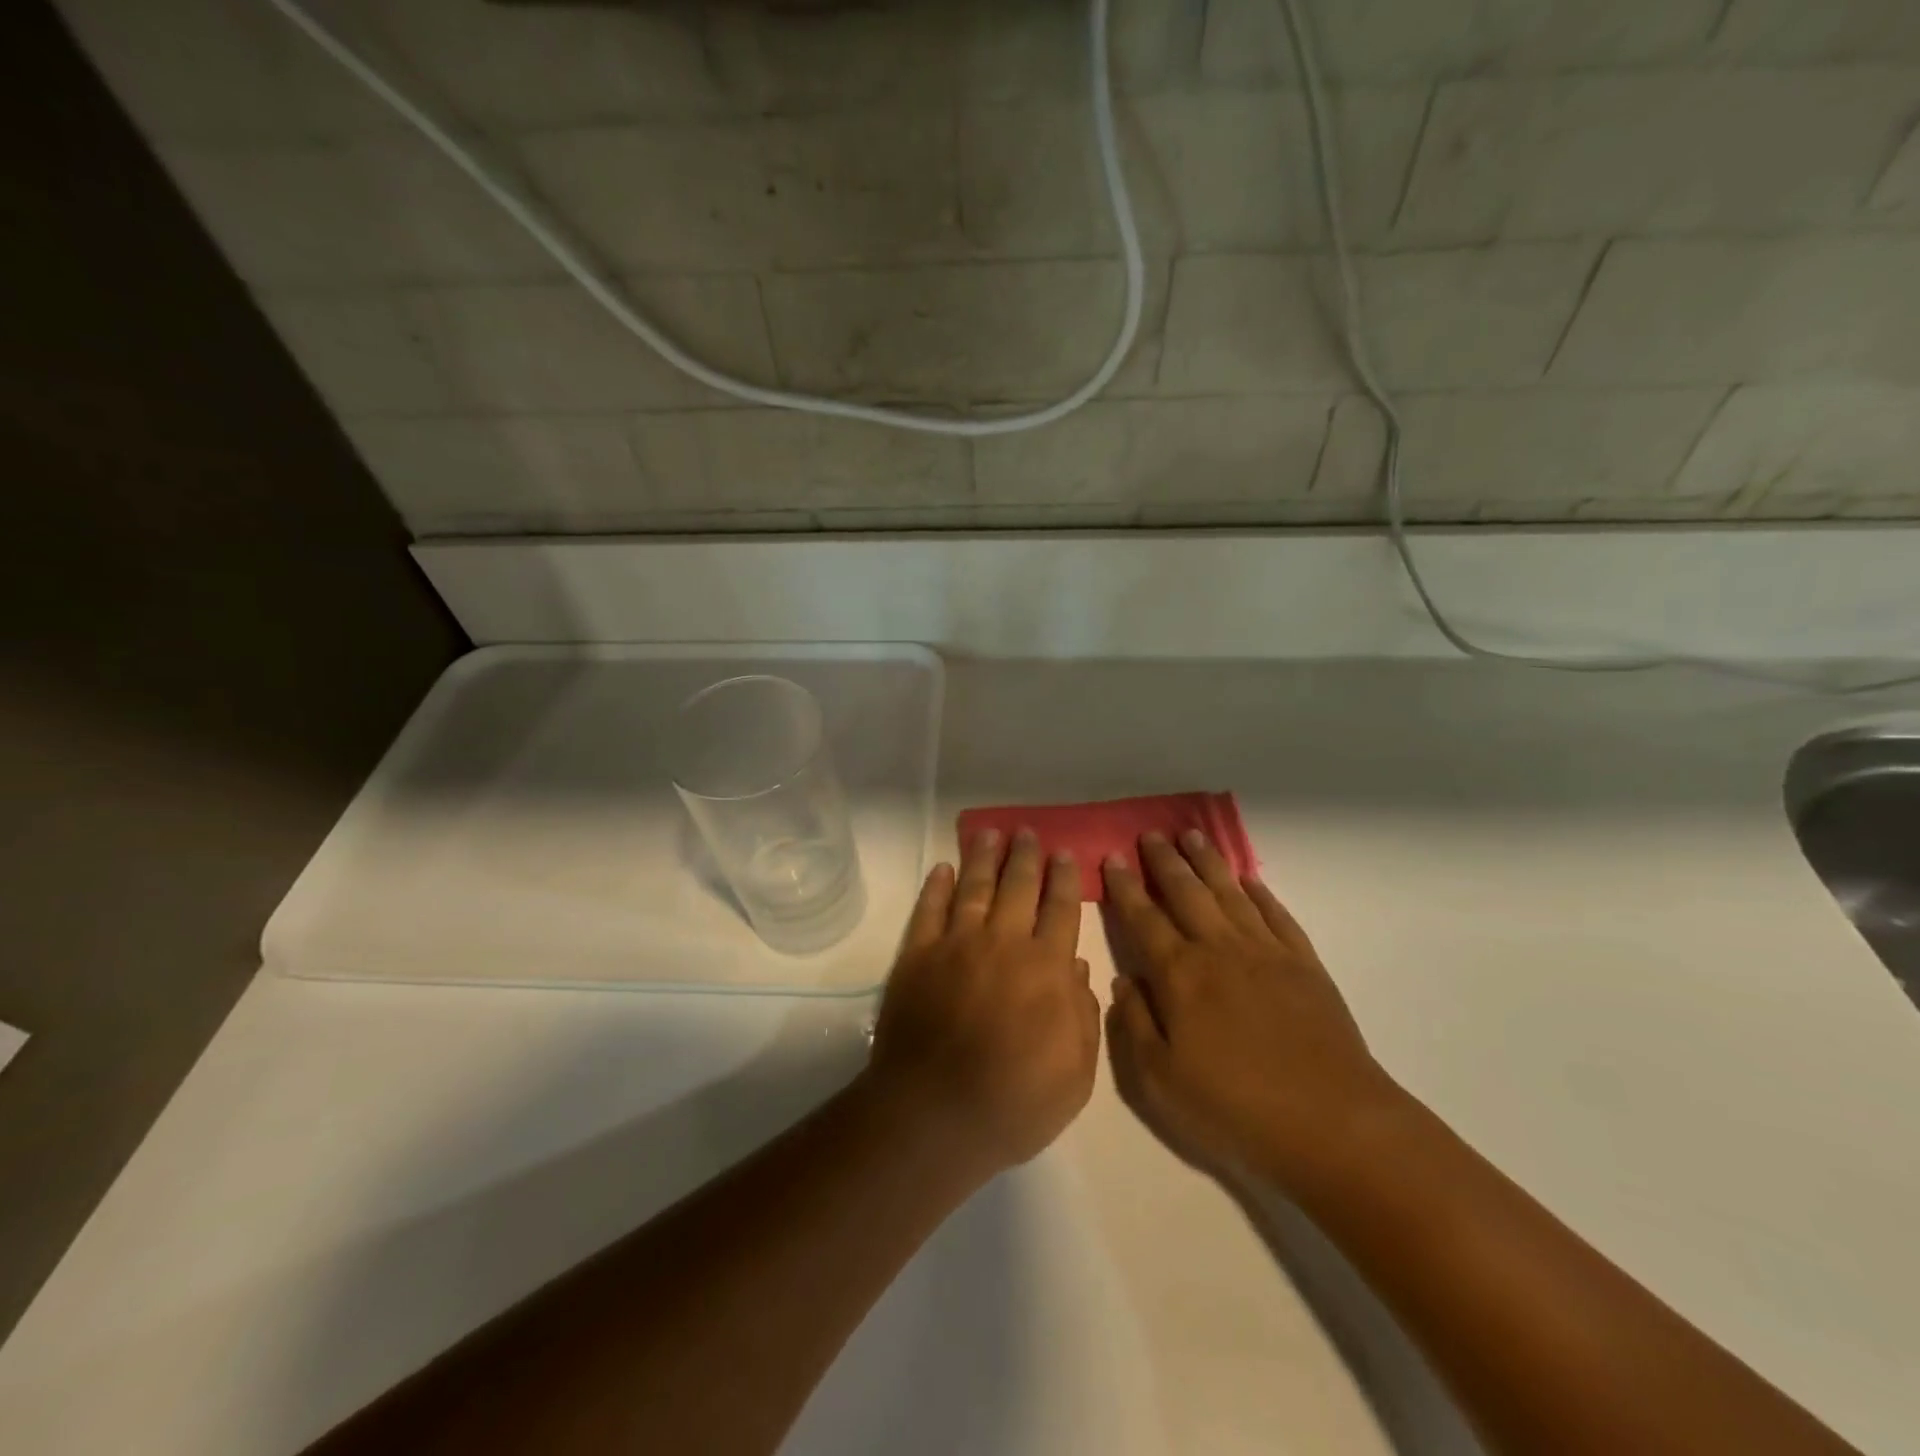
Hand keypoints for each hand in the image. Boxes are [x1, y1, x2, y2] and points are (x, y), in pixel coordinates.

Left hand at [866, 828, 1099, 1180]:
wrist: (934, 1116)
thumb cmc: (1014, 1103)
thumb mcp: (1076, 1076)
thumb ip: (1084, 1017)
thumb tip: (1080, 967)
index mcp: (1046, 968)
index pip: (1061, 910)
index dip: (1064, 879)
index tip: (1065, 854)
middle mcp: (1004, 943)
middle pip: (1018, 886)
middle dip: (1026, 856)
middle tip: (1028, 832)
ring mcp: (956, 944)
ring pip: (974, 887)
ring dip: (983, 857)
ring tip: (989, 833)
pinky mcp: (917, 955)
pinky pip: (928, 909)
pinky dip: (935, 886)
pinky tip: (942, 868)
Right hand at [1103, 831, 1403, 1190]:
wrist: (1333, 1123)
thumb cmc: (1235, 1107)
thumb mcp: (1160, 1081)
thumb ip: (1134, 1025)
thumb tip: (1123, 981)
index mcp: (1179, 975)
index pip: (1143, 918)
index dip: (1125, 887)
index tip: (1112, 858)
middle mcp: (1219, 950)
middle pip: (1186, 892)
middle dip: (1165, 861)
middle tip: (1151, 834)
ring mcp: (1266, 953)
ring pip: (1229, 893)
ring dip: (1208, 862)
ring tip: (1192, 835)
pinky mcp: (1304, 965)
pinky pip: (1276, 915)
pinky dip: (1260, 893)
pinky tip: (1249, 880)